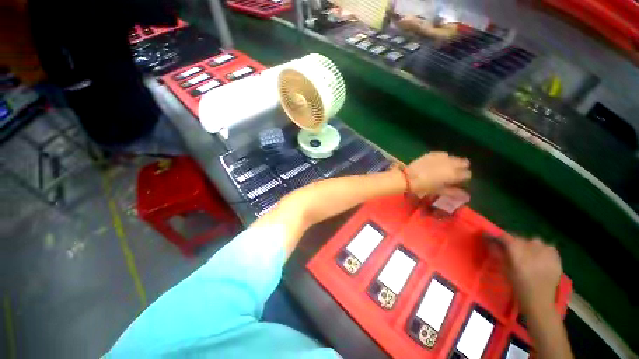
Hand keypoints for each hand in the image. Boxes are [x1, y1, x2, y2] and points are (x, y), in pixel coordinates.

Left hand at [406, 152, 470, 195]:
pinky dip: (443, 158)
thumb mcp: (439, 190)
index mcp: (453, 174)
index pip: (467, 174)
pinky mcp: (432, 154)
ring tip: (445, 168)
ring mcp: (441, 157)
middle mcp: (450, 163)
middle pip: (463, 163)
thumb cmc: (423, 186)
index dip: (464, 178)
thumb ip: (453, 192)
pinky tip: (438, 162)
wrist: (407, 178)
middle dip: (460, 168)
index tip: (458, 181)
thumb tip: (467, 196)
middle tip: (453, 174)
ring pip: (454, 157)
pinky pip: (443, 154)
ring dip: (453, 162)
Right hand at [492, 235, 561, 315]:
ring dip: (528, 245)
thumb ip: (498, 253)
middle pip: (520, 238)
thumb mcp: (505, 270)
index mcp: (518, 254)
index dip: (497, 236)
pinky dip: (542, 249)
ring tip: (527, 254)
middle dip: (513, 242)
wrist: (540, 300)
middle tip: (511, 250)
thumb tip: (489, 240)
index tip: (490, 236)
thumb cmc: (519, 286)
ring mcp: (547, 253)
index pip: (506, 237)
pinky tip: (540, 257)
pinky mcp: (556, 257)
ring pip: (534, 241)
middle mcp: (533, 250)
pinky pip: (547, 246)